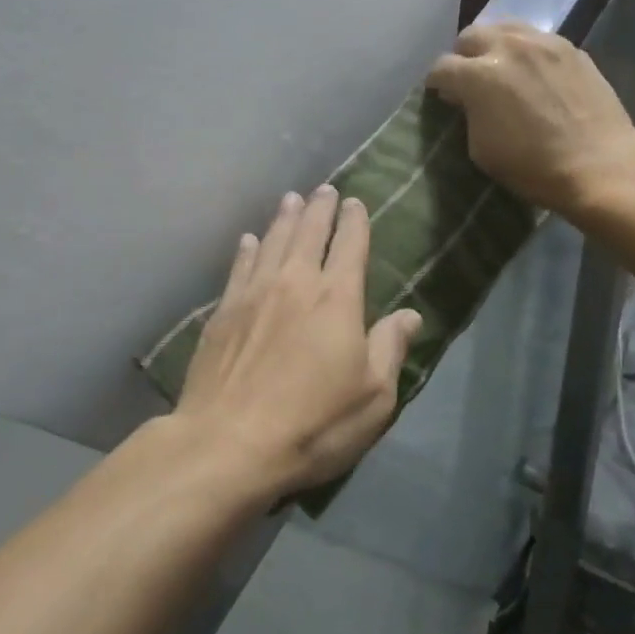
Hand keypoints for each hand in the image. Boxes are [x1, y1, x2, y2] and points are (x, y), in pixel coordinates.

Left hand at [175, 185, 420, 498]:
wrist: (229, 443)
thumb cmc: (313, 424)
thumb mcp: (373, 397)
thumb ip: (390, 348)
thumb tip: (410, 314)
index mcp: (337, 299)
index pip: (350, 246)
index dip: (354, 221)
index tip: (354, 203)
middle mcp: (296, 282)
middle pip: (309, 233)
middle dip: (319, 208)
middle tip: (323, 190)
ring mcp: (255, 293)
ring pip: (273, 241)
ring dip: (284, 218)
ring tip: (291, 199)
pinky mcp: (224, 311)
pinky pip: (239, 267)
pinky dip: (248, 249)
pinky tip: (249, 240)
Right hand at [426, 22, 634, 214]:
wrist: (599, 165)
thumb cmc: (533, 166)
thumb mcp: (480, 149)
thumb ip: (468, 114)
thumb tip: (466, 99)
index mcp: (478, 75)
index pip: (441, 68)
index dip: (437, 84)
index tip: (442, 96)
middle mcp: (507, 47)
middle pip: (470, 36)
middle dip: (463, 56)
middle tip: (470, 79)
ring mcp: (543, 42)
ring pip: (505, 28)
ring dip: (494, 45)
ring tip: (501, 68)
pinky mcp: (570, 47)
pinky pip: (537, 38)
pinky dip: (526, 51)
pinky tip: (533, 73)